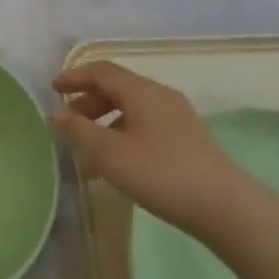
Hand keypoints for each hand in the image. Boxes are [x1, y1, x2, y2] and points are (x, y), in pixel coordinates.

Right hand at [52, 60, 245, 235]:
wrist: (225, 207)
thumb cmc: (161, 174)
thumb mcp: (111, 155)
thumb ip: (80, 131)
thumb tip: (59, 113)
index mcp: (141, 91)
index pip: (101, 71)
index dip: (75, 76)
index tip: (53, 89)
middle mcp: (159, 95)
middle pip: (117, 87)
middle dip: (89, 101)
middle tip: (69, 122)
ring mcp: (177, 116)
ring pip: (132, 107)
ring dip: (105, 121)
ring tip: (90, 149)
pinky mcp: (187, 138)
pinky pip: (145, 123)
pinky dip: (123, 133)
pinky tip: (119, 163)